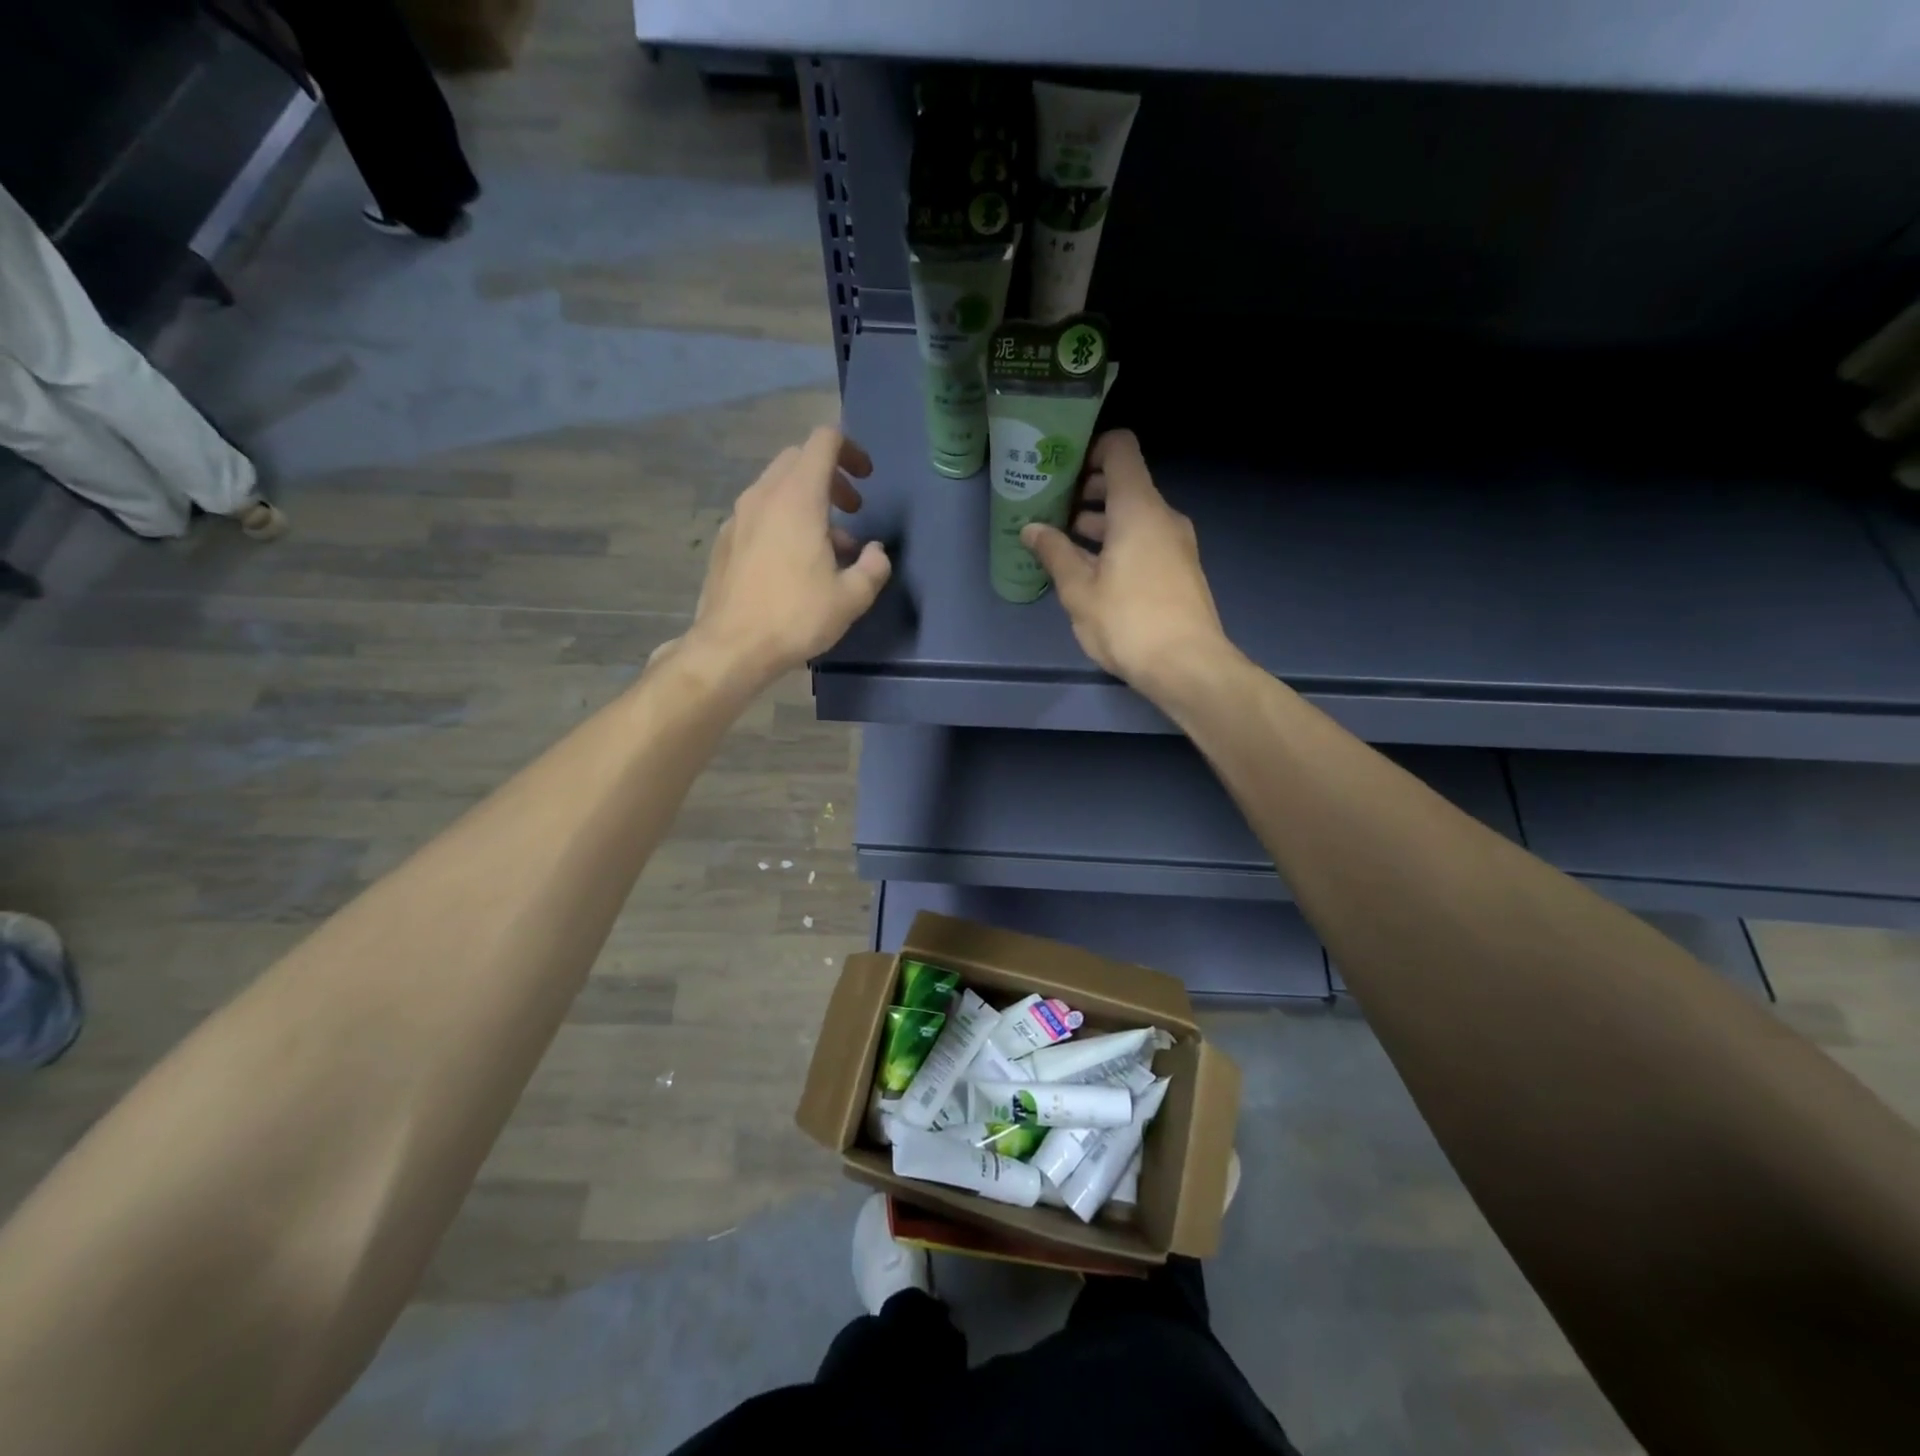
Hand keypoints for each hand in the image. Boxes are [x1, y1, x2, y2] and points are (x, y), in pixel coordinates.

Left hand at [676, 428, 890, 680]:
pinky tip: (793, 563)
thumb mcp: (851, 598)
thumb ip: (873, 567)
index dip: (850, 450)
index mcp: (798, 498)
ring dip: (807, 502)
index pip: (823, 442)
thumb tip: (875, 552)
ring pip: (777, 487)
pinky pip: (760, 513)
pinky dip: (783, 520)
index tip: (866, 479)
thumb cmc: (796, 617)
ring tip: (828, 546)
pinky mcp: (725, 540)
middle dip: (830, 477)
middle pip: (798, 459)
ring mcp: (739, 516)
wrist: (731, 646)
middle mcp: (764, 495)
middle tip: (852, 511)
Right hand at [1021, 430, 1231, 696]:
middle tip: (1051, 510)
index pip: (1120, 449)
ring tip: (1063, 543)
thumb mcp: (1079, 590)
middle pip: (1125, 483)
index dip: (1090, 449)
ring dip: (1100, 523)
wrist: (1188, 667)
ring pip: (1134, 516)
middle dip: (1087, 492)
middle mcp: (1162, 516)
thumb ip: (1054, 553)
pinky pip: (1145, 540)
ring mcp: (1176, 543)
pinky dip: (1118, 543)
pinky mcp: (1181, 569)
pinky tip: (1092, 571)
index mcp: (1138, 508)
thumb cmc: (1128, 622)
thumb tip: (1031, 528)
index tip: (1060, 469)